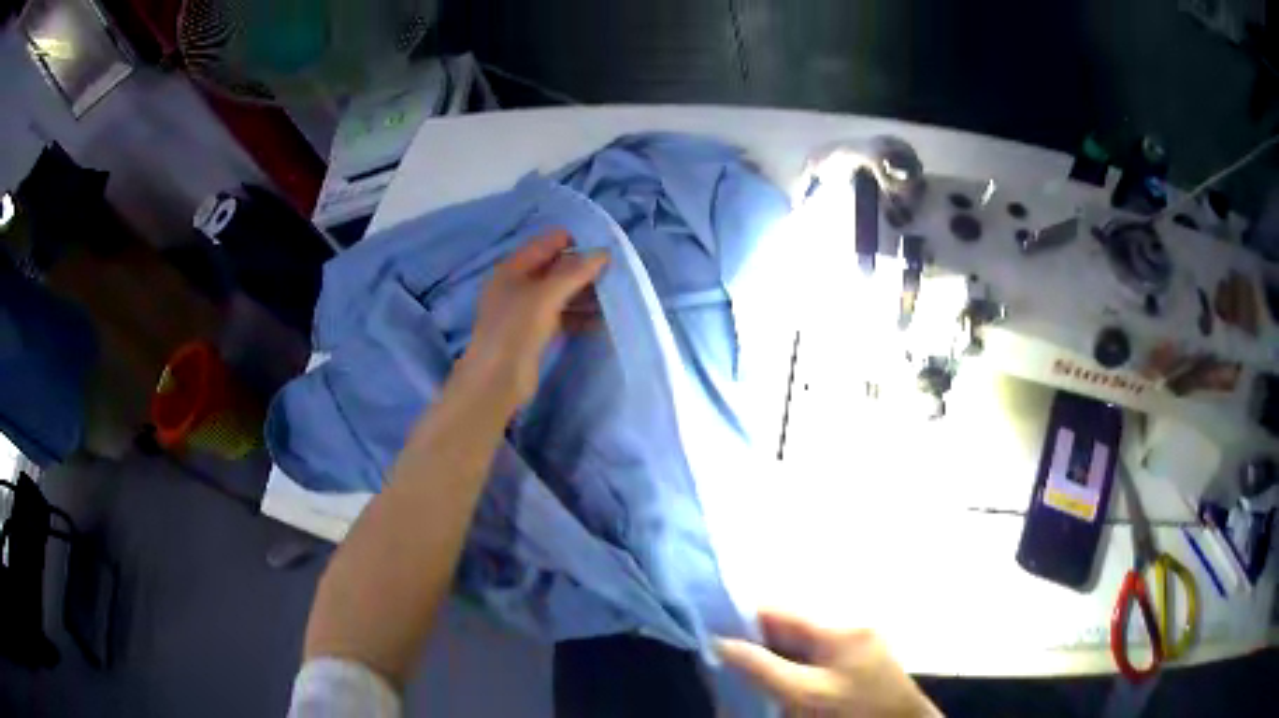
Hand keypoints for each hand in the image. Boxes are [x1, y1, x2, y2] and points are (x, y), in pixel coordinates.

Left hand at [457, 229, 607, 407]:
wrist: (497, 380)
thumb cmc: (515, 329)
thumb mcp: (545, 295)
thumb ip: (574, 272)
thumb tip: (603, 253)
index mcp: (512, 268)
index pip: (545, 243)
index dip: (573, 242)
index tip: (603, 248)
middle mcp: (518, 285)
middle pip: (555, 268)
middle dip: (582, 268)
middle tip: (614, 273)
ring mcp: (526, 310)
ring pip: (560, 293)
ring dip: (584, 293)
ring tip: (614, 295)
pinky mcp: (536, 332)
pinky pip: (562, 315)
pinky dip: (580, 315)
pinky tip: (601, 320)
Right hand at [716, 611, 940, 717]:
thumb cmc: (854, 712)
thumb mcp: (805, 694)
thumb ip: (762, 668)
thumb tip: (719, 642)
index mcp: (838, 629)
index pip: (779, 612)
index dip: (741, 618)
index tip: (707, 629)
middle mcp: (848, 628)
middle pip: (787, 628)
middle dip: (753, 641)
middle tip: (719, 658)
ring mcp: (855, 645)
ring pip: (797, 645)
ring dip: (768, 655)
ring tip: (739, 669)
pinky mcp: (857, 663)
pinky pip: (811, 659)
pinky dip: (788, 667)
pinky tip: (773, 680)